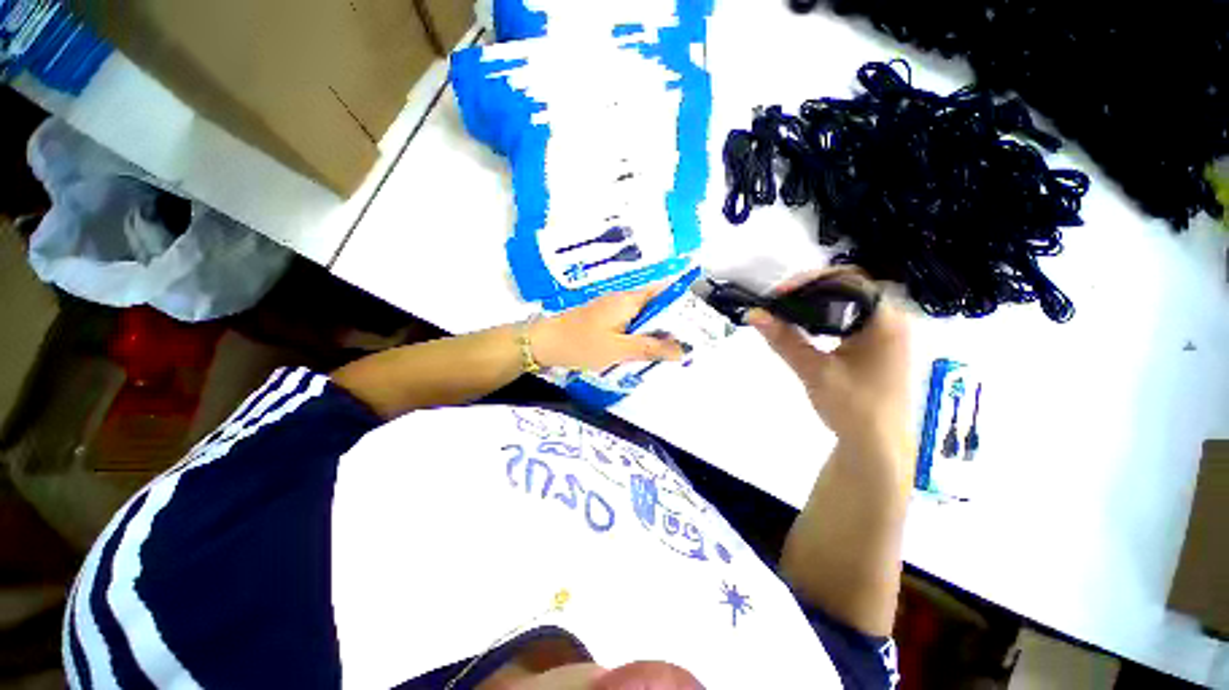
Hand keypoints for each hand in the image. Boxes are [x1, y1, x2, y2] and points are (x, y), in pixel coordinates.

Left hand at [530, 286, 684, 370]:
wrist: (543, 343)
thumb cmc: (582, 344)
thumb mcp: (619, 349)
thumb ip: (651, 348)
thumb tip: (683, 350)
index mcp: (629, 300)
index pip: (663, 292)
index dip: (680, 304)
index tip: (694, 324)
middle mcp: (622, 299)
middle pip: (654, 306)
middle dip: (669, 323)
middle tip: (684, 344)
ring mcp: (611, 309)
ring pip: (641, 317)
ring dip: (653, 332)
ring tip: (668, 351)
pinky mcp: (602, 319)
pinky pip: (628, 324)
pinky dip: (638, 335)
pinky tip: (641, 351)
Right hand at [748, 268, 909, 445]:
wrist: (876, 446)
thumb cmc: (852, 407)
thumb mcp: (814, 371)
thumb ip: (784, 339)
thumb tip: (754, 313)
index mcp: (886, 321)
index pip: (849, 280)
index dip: (812, 281)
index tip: (780, 294)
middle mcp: (892, 320)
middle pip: (850, 287)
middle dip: (811, 290)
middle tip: (779, 302)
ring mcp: (887, 333)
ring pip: (849, 303)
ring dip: (817, 303)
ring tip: (787, 311)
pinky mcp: (878, 346)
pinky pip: (850, 319)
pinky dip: (826, 317)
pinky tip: (807, 328)